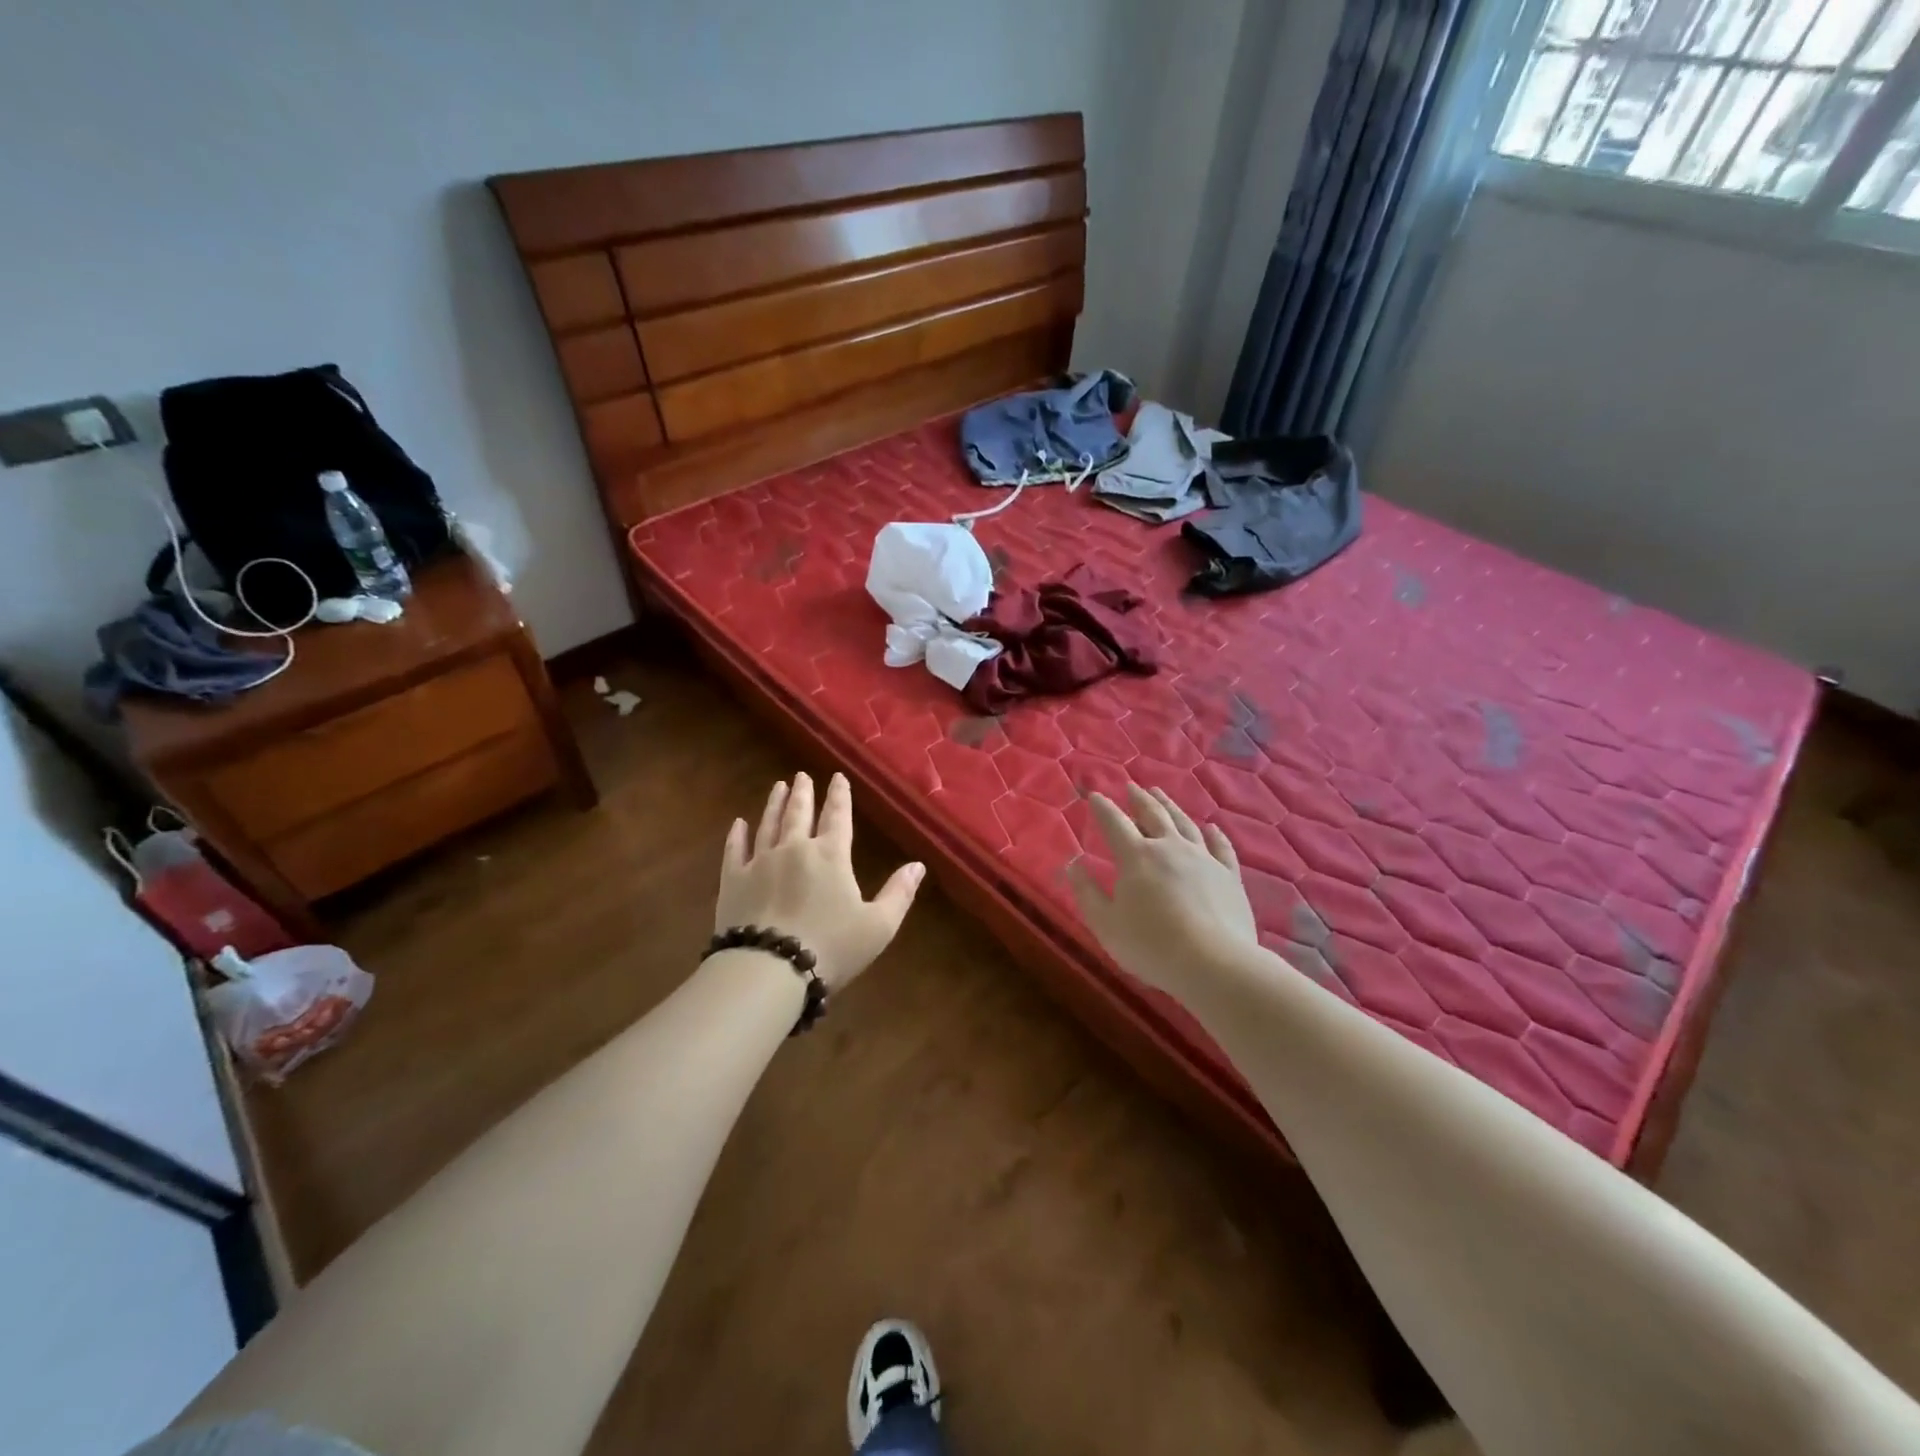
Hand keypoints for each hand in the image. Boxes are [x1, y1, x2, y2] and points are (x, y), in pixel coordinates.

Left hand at [716, 772, 925, 990]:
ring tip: (778, 787)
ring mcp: (760, 862)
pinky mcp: (733, 881)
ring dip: (774, 804)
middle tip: (802, 775)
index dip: (840, 796)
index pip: (838, 817)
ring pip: (768, 824)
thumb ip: (899, 893)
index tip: (837, 777)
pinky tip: (738, 824)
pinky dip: (737, 835)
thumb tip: (918, 865)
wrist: (769, 969)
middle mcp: (795, 849)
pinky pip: (735, 850)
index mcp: (831, 856)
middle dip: (804, 793)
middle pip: (800, 814)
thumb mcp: (878, 926)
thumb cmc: (831, 948)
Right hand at [1067, 785, 1257, 997]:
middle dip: (1139, 799)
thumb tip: (1073, 864)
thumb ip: (1086, 892)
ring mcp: (1203, 859)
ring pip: (1185, 824)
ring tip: (1160, 795)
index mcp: (1136, 857)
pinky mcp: (1229, 875)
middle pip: (1153, 815)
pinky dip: (1215, 834)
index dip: (1102, 808)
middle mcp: (1170, 847)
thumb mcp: (1106, 924)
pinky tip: (1212, 827)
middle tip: (1132, 786)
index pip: (1114, 824)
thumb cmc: (1151, 945)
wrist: (1213, 963)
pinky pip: (1221, 847)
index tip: (1094, 795)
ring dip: (1170, 807)